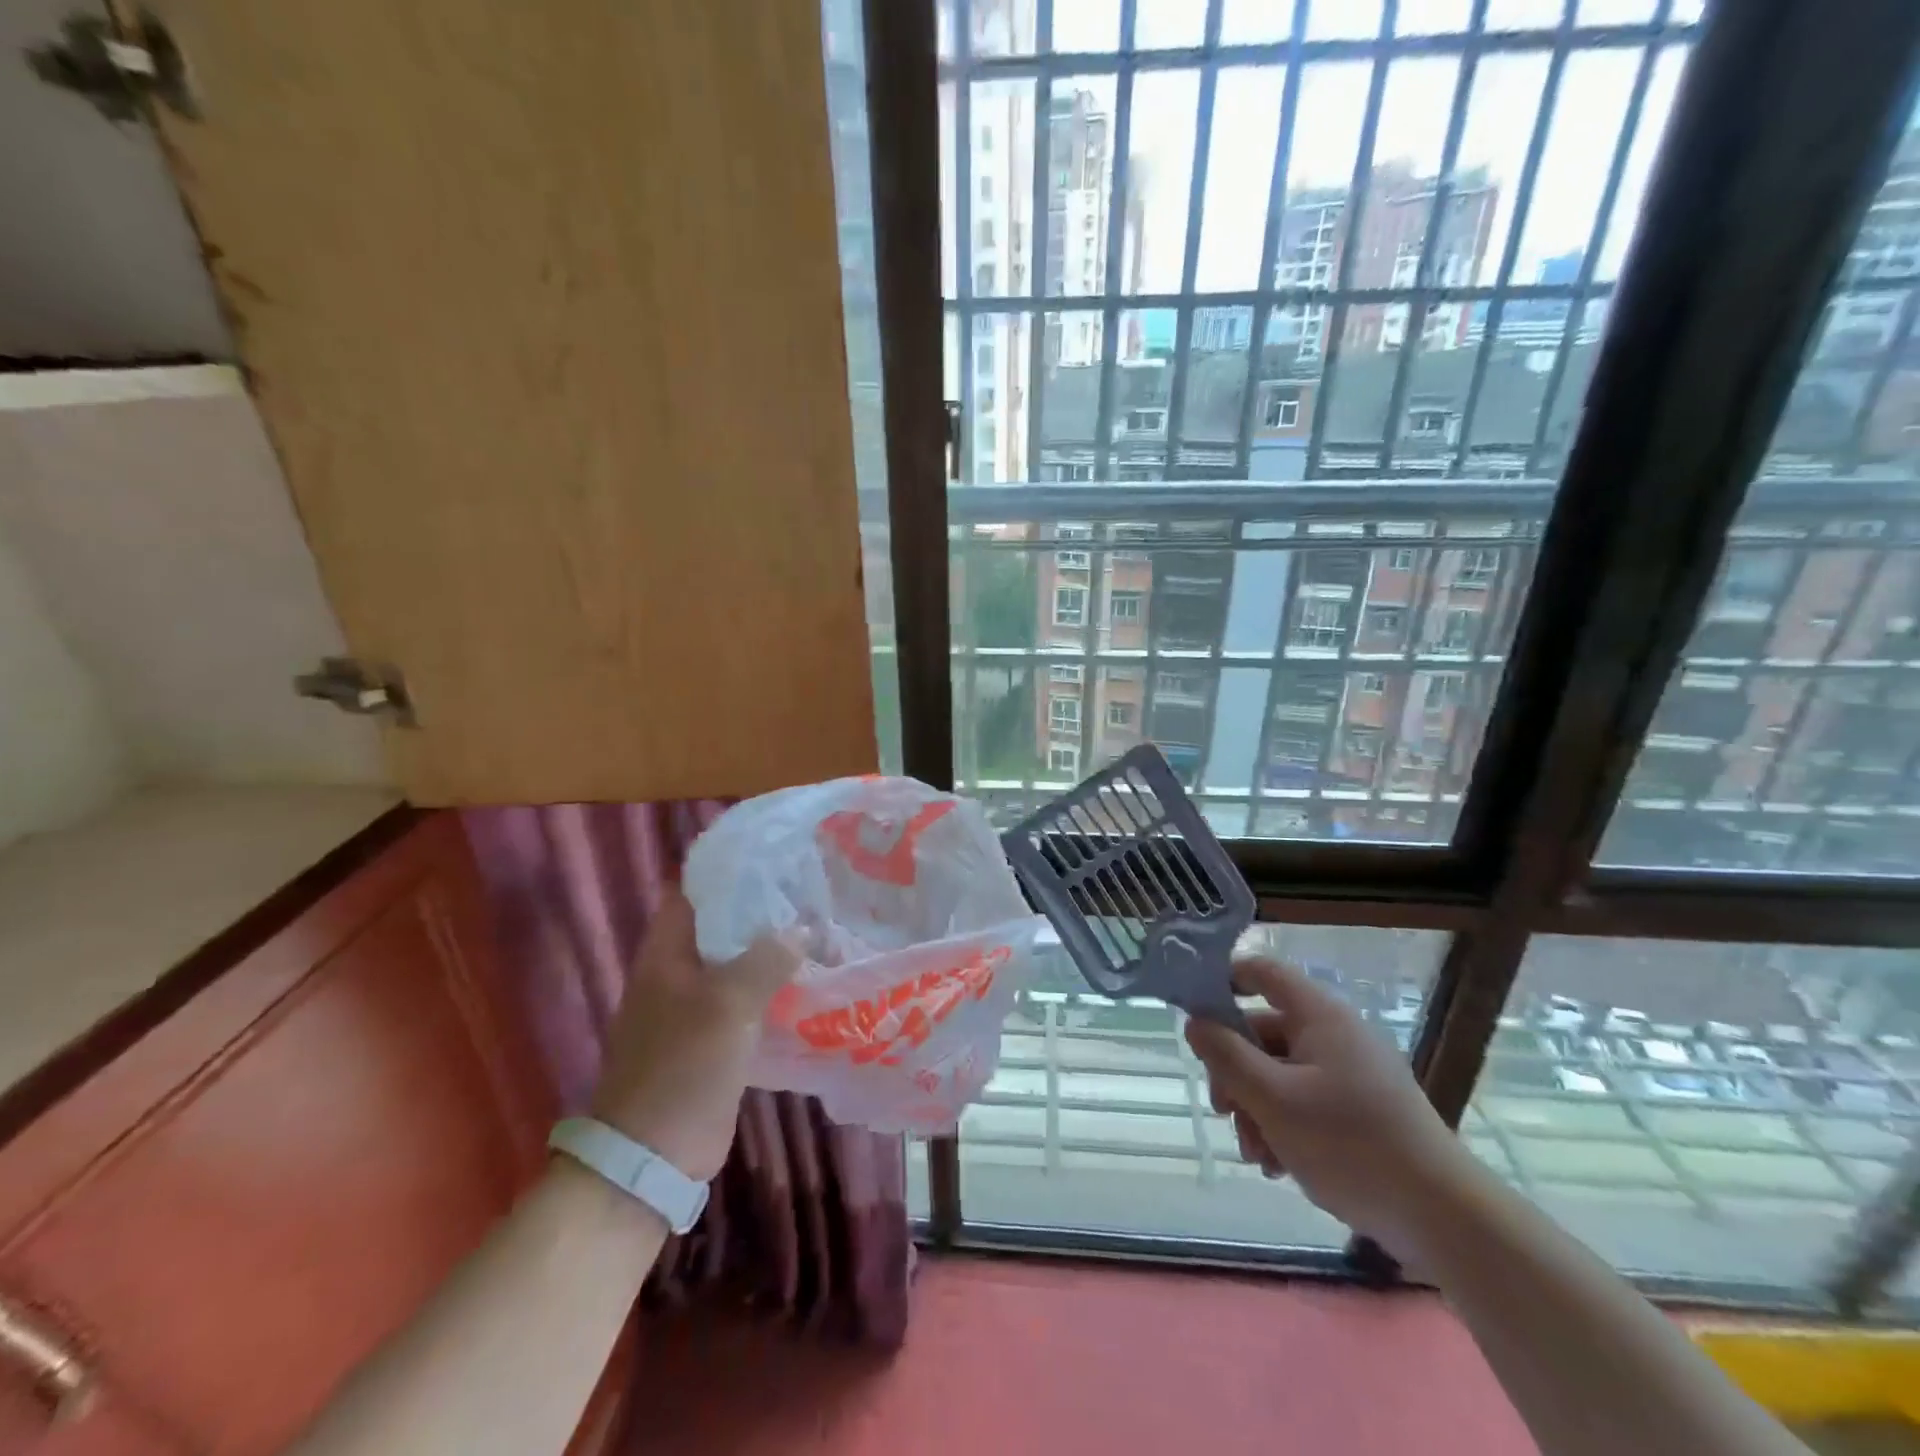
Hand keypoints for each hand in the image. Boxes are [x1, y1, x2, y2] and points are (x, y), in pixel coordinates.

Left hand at [589, 889, 794, 1182]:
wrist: (653, 1155)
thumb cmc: (682, 1066)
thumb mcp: (727, 1004)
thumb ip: (766, 959)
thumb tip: (802, 930)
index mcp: (667, 952)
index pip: (694, 890)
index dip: (728, 867)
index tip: (774, 852)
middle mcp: (679, 970)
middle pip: (721, 923)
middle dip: (762, 906)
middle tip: (811, 886)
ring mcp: (696, 1005)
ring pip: (739, 961)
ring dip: (772, 947)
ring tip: (820, 925)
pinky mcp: (716, 1037)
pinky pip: (749, 998)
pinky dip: (775, 985)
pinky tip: (812, 979)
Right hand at [1184, 956, 1482, 1256]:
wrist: (1443, 1217)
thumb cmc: (1349, 1144)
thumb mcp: (1272, 1099)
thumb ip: (1226, 1056)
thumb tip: (1195, 1022)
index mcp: (1318, 1015)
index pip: (1261, 972)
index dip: (1223, 981)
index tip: (1193, 1014)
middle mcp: (1334, 1034)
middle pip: (1263, 1032)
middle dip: (1235, 1073)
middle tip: (1223, 1112)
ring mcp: (1350, 1074)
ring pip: (1279, 1074)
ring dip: (1256, 1110)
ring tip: (1257, 1155)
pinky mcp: (1361, 1111)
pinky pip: (1305, 1102)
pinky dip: (1284, 1127)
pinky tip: (1279, 1165)